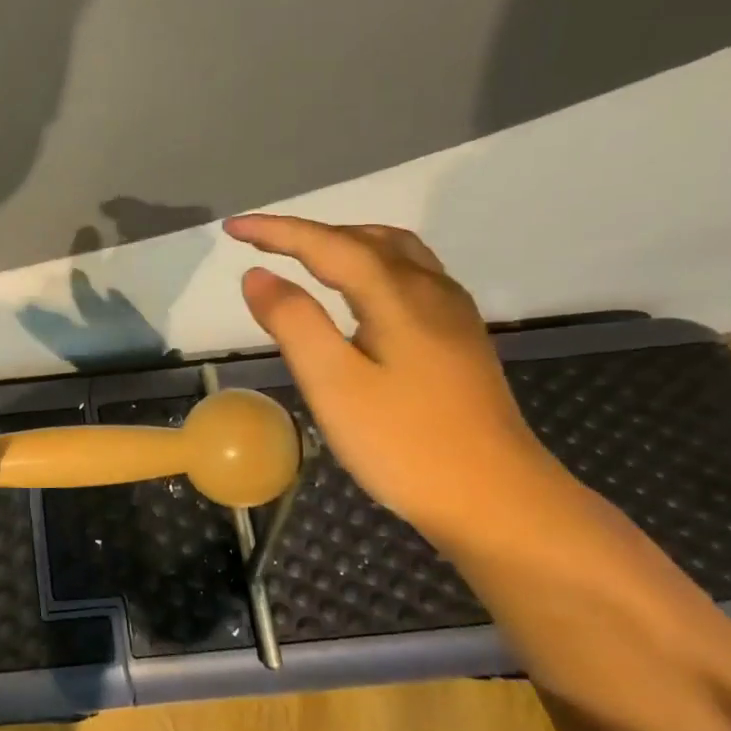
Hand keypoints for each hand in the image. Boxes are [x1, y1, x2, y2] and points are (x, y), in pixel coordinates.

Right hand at [224, 215, 557, 543]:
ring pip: (396, 254)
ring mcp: (453, 315)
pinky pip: (412, 276)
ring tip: (307, 256)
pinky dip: (373, 265)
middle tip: (261, 242)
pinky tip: (362, 293)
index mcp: (397, 296)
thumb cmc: (404, 444)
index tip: (232, 228)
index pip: (328, 245)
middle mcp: (431, 291)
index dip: (277, 231)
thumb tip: (257, 275)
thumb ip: (293, 322)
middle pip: (365, 239)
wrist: (498, 501)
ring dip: (345, 243)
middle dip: (308, 233)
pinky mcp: (460, 341)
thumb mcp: (334, 385)